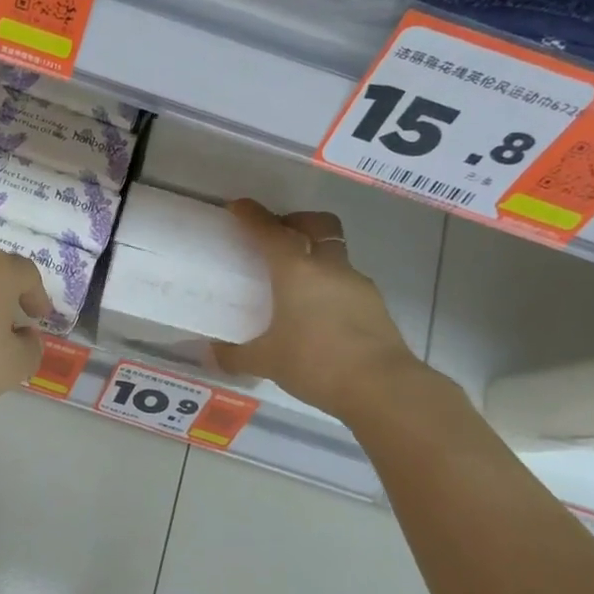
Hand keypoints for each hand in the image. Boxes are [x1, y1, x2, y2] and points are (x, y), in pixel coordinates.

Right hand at [213, 199, 430, 418]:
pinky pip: (347, 283)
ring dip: (316, 257)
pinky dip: (330, 287)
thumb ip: (235, 355)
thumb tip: (211, 354)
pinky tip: (319, 314)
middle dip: (297, 221)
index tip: (238, 207)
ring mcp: (357, 284)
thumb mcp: (266, 362)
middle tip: (278, 234)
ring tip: (296, 284)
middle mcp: (329, 268)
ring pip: (335, 255)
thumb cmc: (315, 363)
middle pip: (318, 226)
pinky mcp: (375, 305)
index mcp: (296, 271)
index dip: (252, 216)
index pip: (270, 232)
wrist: (381, 387)